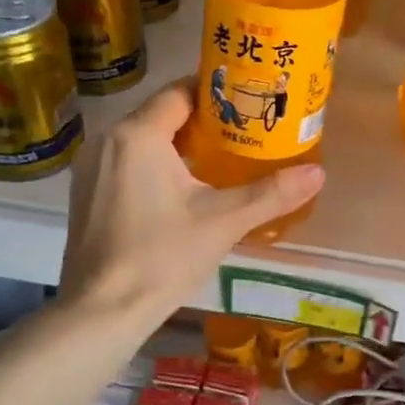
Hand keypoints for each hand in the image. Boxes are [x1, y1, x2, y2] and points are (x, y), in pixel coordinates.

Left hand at [58, 78, 324, 317]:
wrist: (102, 312)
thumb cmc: (162, 257)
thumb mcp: (224, 222)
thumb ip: (271, 193)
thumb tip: (318, 173)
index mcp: (139, 134)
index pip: (181, 92)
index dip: (216, 93)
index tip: (248, 102)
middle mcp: (108, 140)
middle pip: (162, 114)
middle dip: (203, 121)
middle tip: (244, 131)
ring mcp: (91, 168)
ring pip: (144, 139)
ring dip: (178, 144)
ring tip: (220, 159)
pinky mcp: (86, 194)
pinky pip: (127, 162)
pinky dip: (155, 164)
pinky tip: (182, 190)